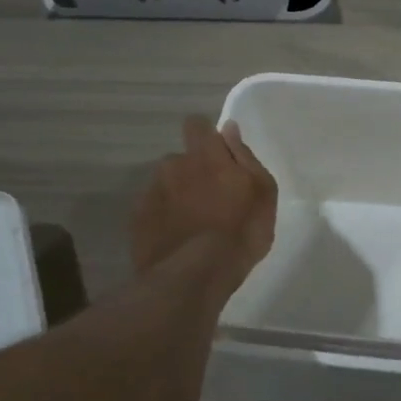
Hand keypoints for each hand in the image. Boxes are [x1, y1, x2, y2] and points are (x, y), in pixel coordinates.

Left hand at [131, 117, 276, 285]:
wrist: (195, 276)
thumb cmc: (241, 231)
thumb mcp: (263, 192)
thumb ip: (244, 156)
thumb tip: (229, 128)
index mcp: (206, 155)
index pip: (196, 124)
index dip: (205, 135)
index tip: (217, 155)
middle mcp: (173, 166)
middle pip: (181, 159)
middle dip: (192, 172)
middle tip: (210, 199)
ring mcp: (151, 193)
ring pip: (165, 185)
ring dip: (176, 196)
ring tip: (192, 224)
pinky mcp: (137, 221)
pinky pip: (152, 211)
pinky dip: (163, 219)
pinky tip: (176, 239)